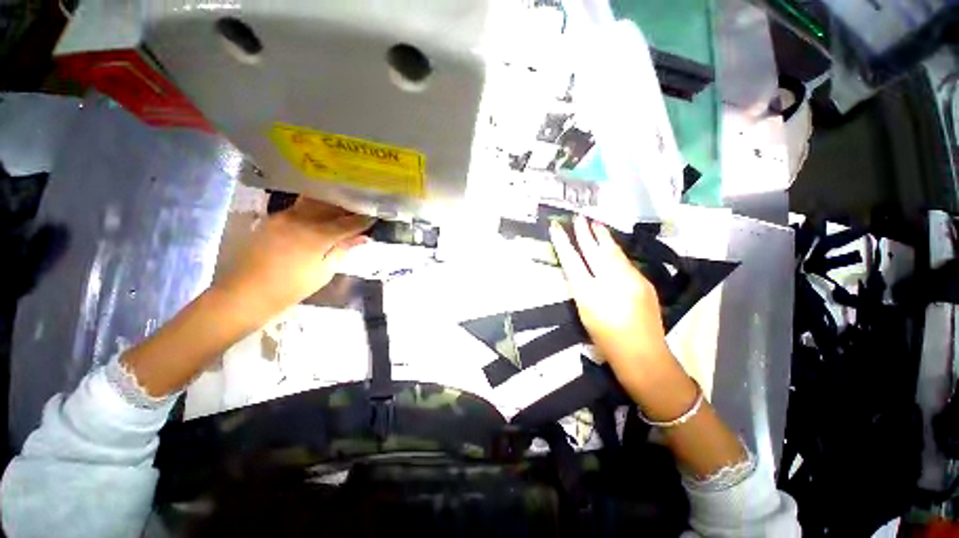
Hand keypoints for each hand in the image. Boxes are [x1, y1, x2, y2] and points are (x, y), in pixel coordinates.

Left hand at [214, 197, 372, 316]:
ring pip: (314, 203)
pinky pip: (300, 209)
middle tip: (360, 214)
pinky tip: (320, 220)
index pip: (349, 222)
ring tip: (342, 214)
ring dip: (331, 207)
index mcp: (317, 234)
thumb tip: (362, 237)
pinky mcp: (273, 218)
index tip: (374, 218)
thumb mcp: (325, 271)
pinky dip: (314, 211)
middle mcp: (301, 218)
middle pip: (331, 206)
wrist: (246, 292)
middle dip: (348, 208)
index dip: (364, 220)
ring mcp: (284, 216)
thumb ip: (343, 249)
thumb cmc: (292, 287)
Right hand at [549, 216, 690, 407]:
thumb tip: (580, 270)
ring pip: (613, 252)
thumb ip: (581, 289)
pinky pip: (625, 261)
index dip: (563, 243)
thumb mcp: (584, 313)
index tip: (556, 227)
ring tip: (596, 224)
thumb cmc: (605, 340)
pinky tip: (612, 246)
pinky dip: (615, 251)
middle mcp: (609, 282)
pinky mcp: (643, 282)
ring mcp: (630, 280)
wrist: (642, 354)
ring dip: (603, 237)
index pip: (572, 261)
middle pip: (594, 251)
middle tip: (579, 217)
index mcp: (588, 293)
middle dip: (584, 233)